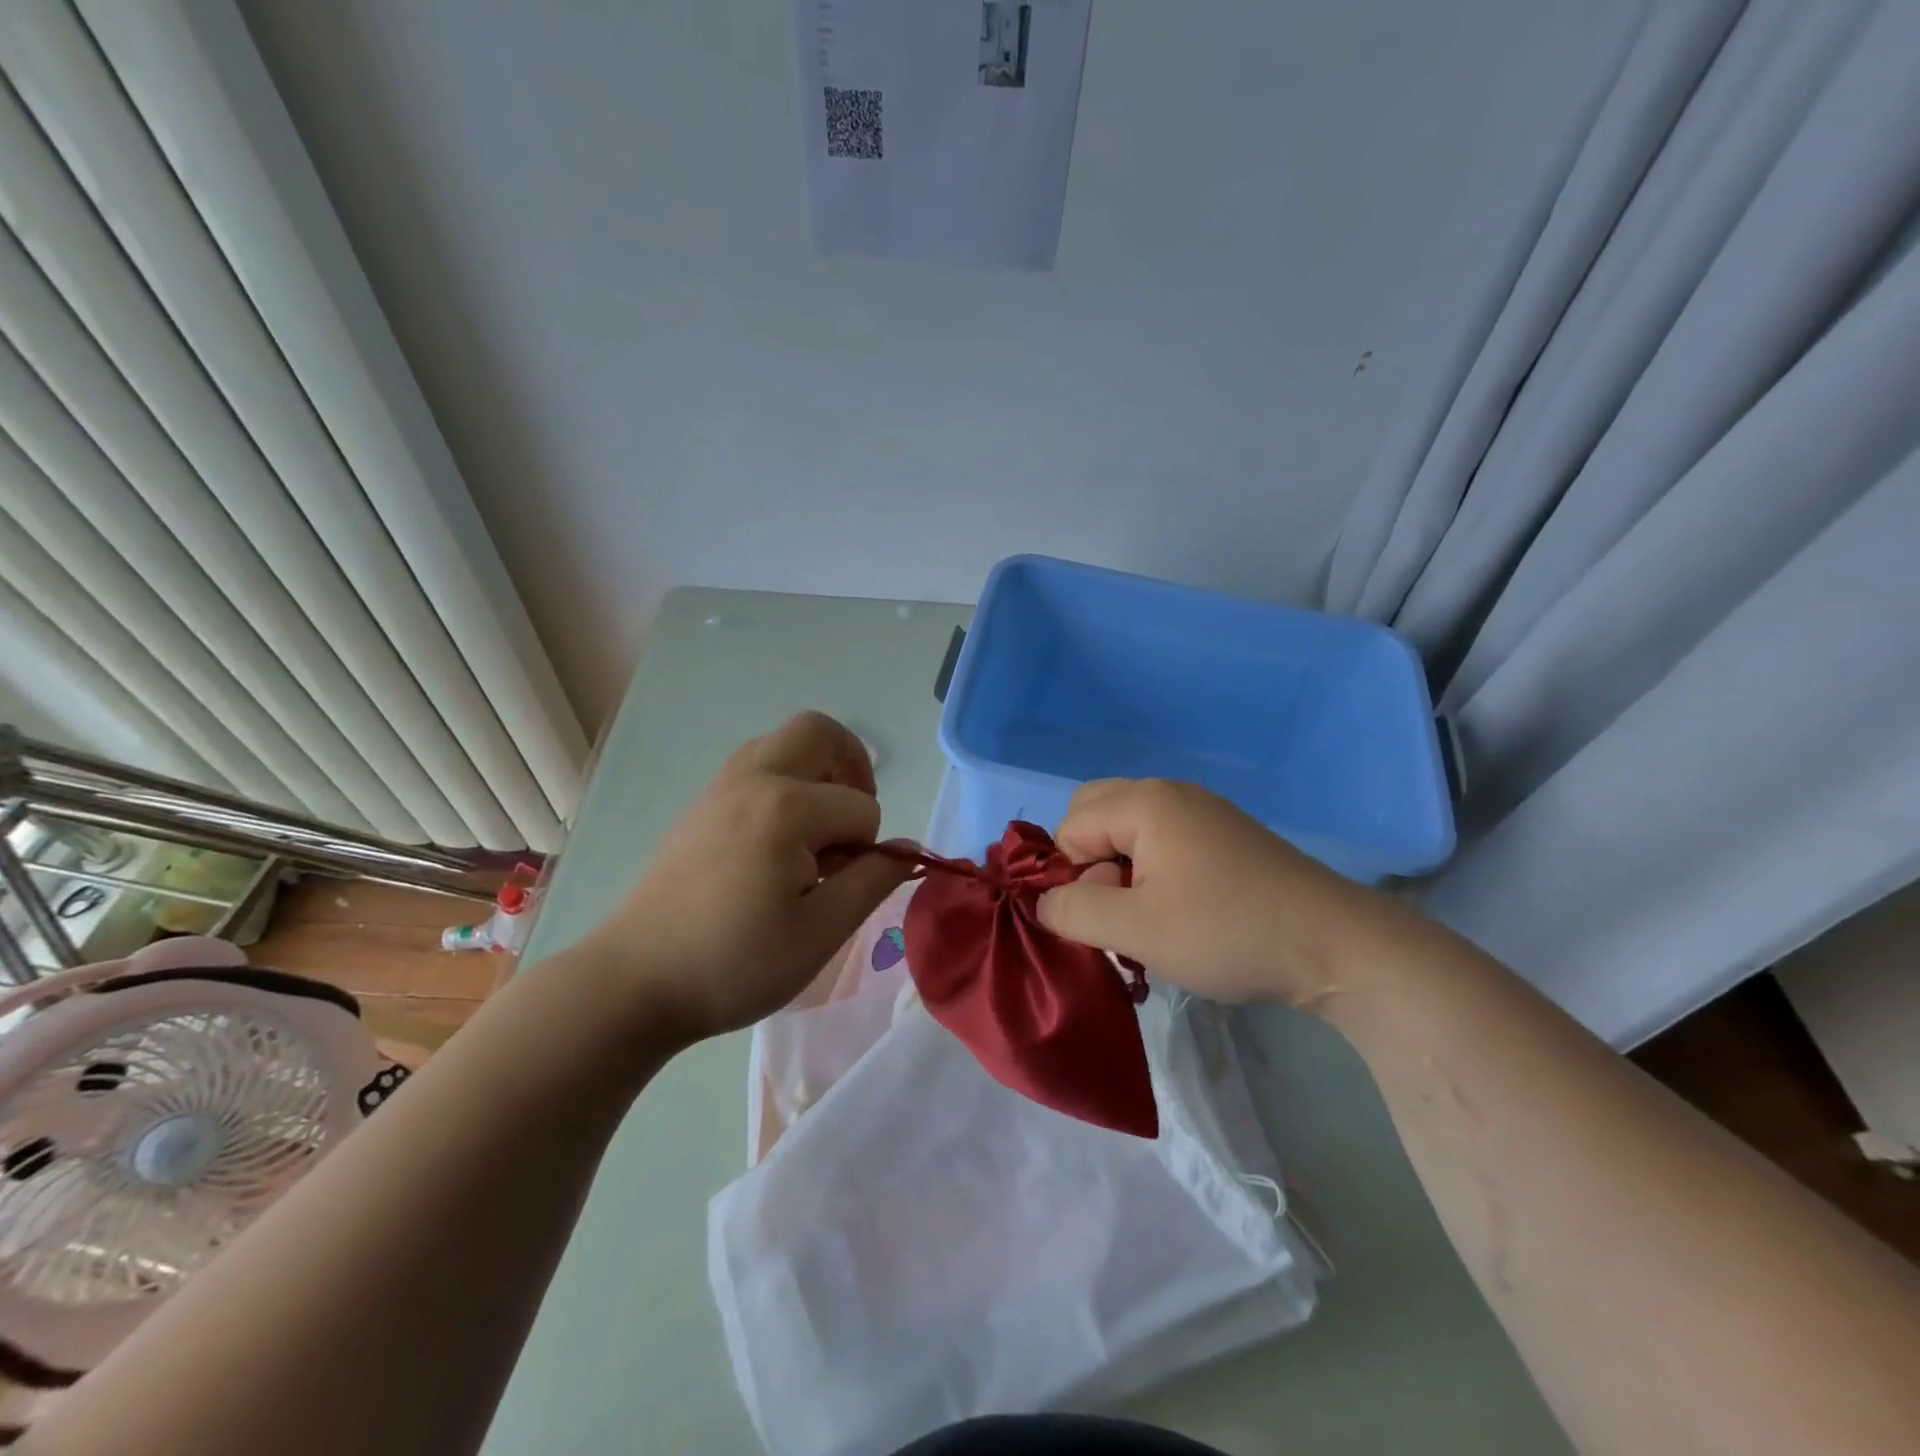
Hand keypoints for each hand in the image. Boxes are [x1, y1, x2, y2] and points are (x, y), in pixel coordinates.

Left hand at [578, 712, 911, 1042]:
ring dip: (815, 771)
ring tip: (818, 829)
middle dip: (851, 766)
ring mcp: (719, 788)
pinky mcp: (700, 806)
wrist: (635, 982)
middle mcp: (752, 779)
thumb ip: (872, 881)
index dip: (869, 848)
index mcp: (786, 808)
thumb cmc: (735, 963)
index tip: (844, 887)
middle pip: (818, 731)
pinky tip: (777, 842)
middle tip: (851, 820)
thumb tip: (907, 848)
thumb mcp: (821, 932)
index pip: (861, 807)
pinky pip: (754, 767)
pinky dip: (783, 783)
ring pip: (782, 743)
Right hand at [1035, 778, 1373, 1009]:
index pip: (1069, 827)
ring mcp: (1203, 812)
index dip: (1073, 876)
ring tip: (1150, 922)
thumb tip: (1043, 900)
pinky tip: (1180, 914)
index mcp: (1144, 802)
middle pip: (1095, 816)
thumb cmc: (1226, 931)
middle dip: (1090, 865)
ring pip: (1129, 832)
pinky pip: (1163, 842)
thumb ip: (1073, 910)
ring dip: (1122, 874)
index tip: (1107, 919)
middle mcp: (1170, 793)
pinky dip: (1153, 874)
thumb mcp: (1136, 930)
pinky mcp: (1225, 836)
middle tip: (1120, 913)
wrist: (1335, 945)